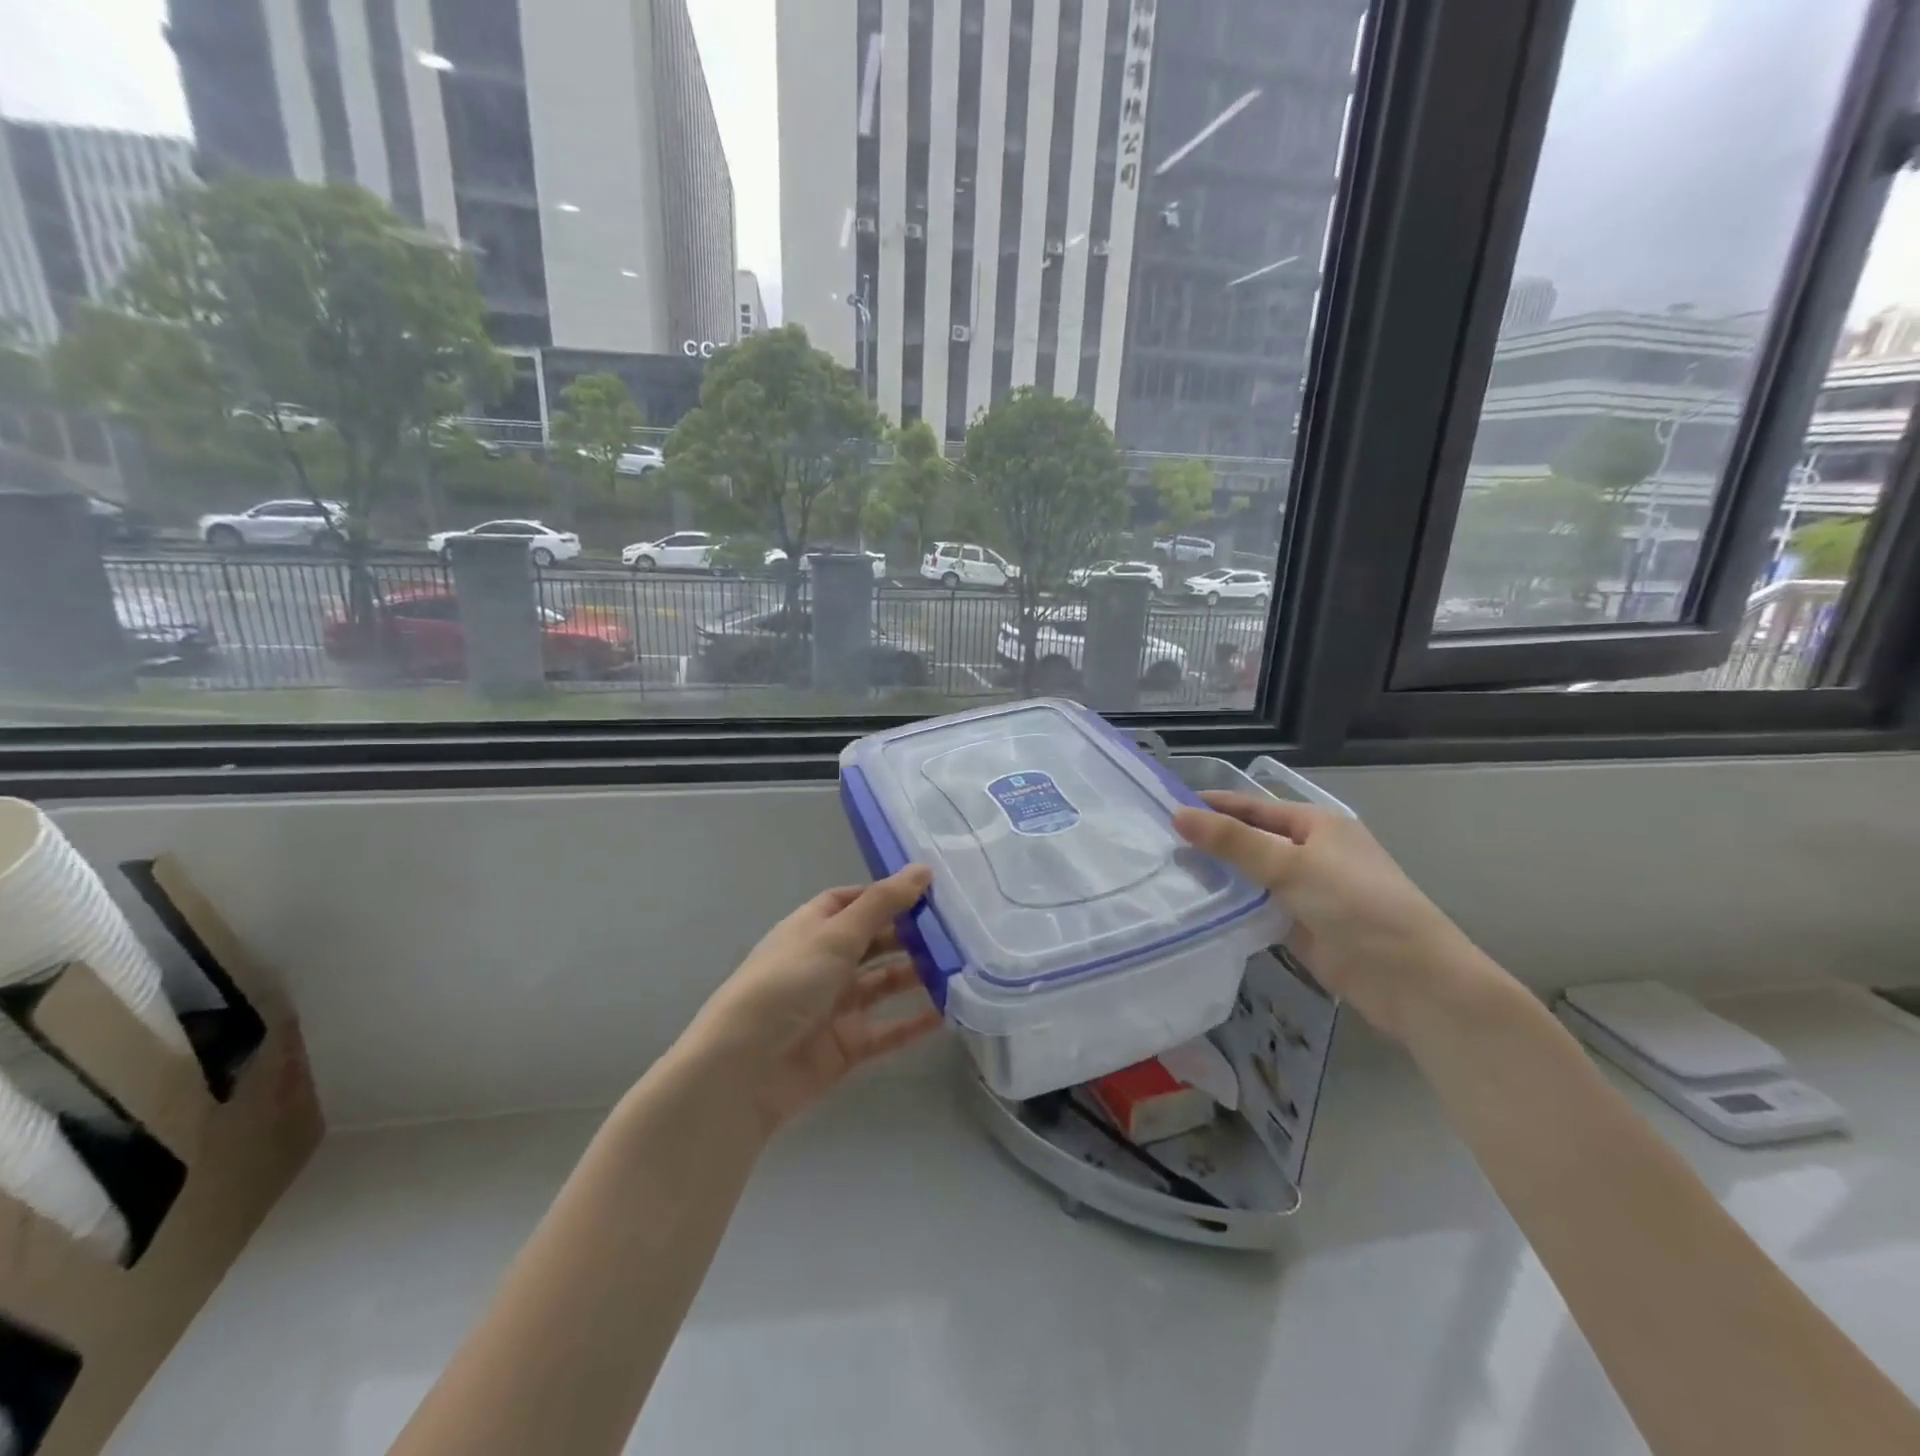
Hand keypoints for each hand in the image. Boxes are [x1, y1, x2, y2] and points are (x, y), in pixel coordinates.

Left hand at [689, 866, 940, 1133]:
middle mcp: (823, 963)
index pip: (851, 902)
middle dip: (909, 934)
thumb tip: (923, 869)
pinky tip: (948, 1013)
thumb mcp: (836, 935)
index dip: (885, 896)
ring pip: (884, 984)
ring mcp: (835, 1006)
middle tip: (957, 929)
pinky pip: (887, 1029)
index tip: (928, 893)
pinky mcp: (846, 1046)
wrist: (745, 1069)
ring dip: (917, 975)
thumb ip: (883, 904)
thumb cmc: (787, 984)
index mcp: (811, 929)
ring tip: (960, 966)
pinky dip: (914, 1023)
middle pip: (872, 942)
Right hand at [1174, 793, 1498, 1042]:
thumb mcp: (1292, 865)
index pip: (1254, 806)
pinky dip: (1233, 906)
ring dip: (1219, 875)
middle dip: (1211, 842)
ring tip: (1168, 873)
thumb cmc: (1356, 906)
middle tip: (1157, 843)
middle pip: (1252, 841)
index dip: (1214, 805)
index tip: (1167, 806)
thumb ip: (1233, 842)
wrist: (1412, 981)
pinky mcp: (1302, 927)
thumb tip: (1178, 814)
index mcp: (1318, 825)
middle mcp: (1313, 852)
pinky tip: (1199, 905)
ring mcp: (1308, 892)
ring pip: (1253, 876)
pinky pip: (1258, 908)